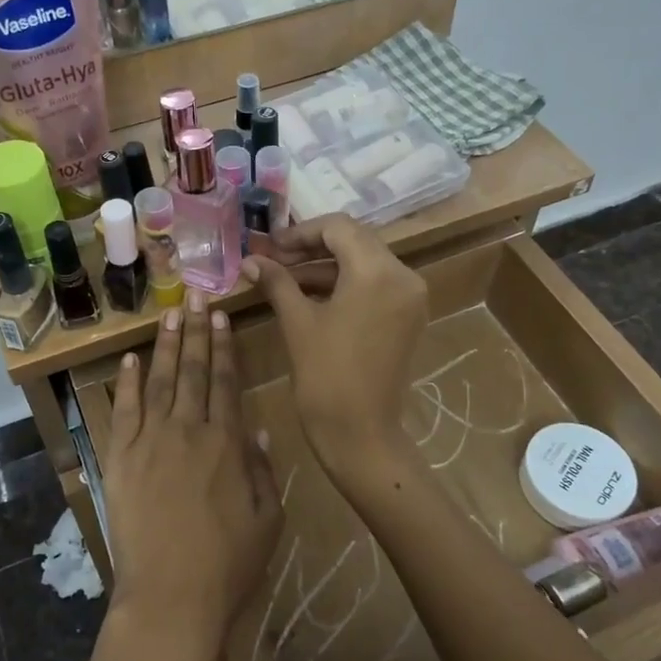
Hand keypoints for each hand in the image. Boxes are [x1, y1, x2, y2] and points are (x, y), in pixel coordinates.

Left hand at [101, 293, 282, 660]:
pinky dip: (125, 383)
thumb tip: (259, 426)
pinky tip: (129, 359)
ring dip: (165, 345)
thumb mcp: (268, 520)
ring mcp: (150, 442)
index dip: (224, 346)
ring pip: (158, 381)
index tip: (221, 315)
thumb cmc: (227, 566)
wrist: (170, 599)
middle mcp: (188, 430)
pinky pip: (122, 411)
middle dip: (196, 331)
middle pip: (193, 370)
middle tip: (196, 295)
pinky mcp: (120, 459)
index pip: (226, 381)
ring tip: (169, 313)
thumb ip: (264, 468)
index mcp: (227, 443)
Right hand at [243, 214, 427, 476]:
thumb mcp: (297, 321)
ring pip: (364, 262)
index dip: (300, 232)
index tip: (270, 246)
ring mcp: (410, 297)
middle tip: (274, 259)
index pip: (338, 227)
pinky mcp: (408, 316)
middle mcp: (403, 276)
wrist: (360, 433)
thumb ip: (276, 281)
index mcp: (378, 271)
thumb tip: (250, 259)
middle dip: (312, 246)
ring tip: (284, 276)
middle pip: (355, 240)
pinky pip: (374, 284)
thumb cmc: (325, 375)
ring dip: (326, 265)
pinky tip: (309, 293)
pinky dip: (344, 284)